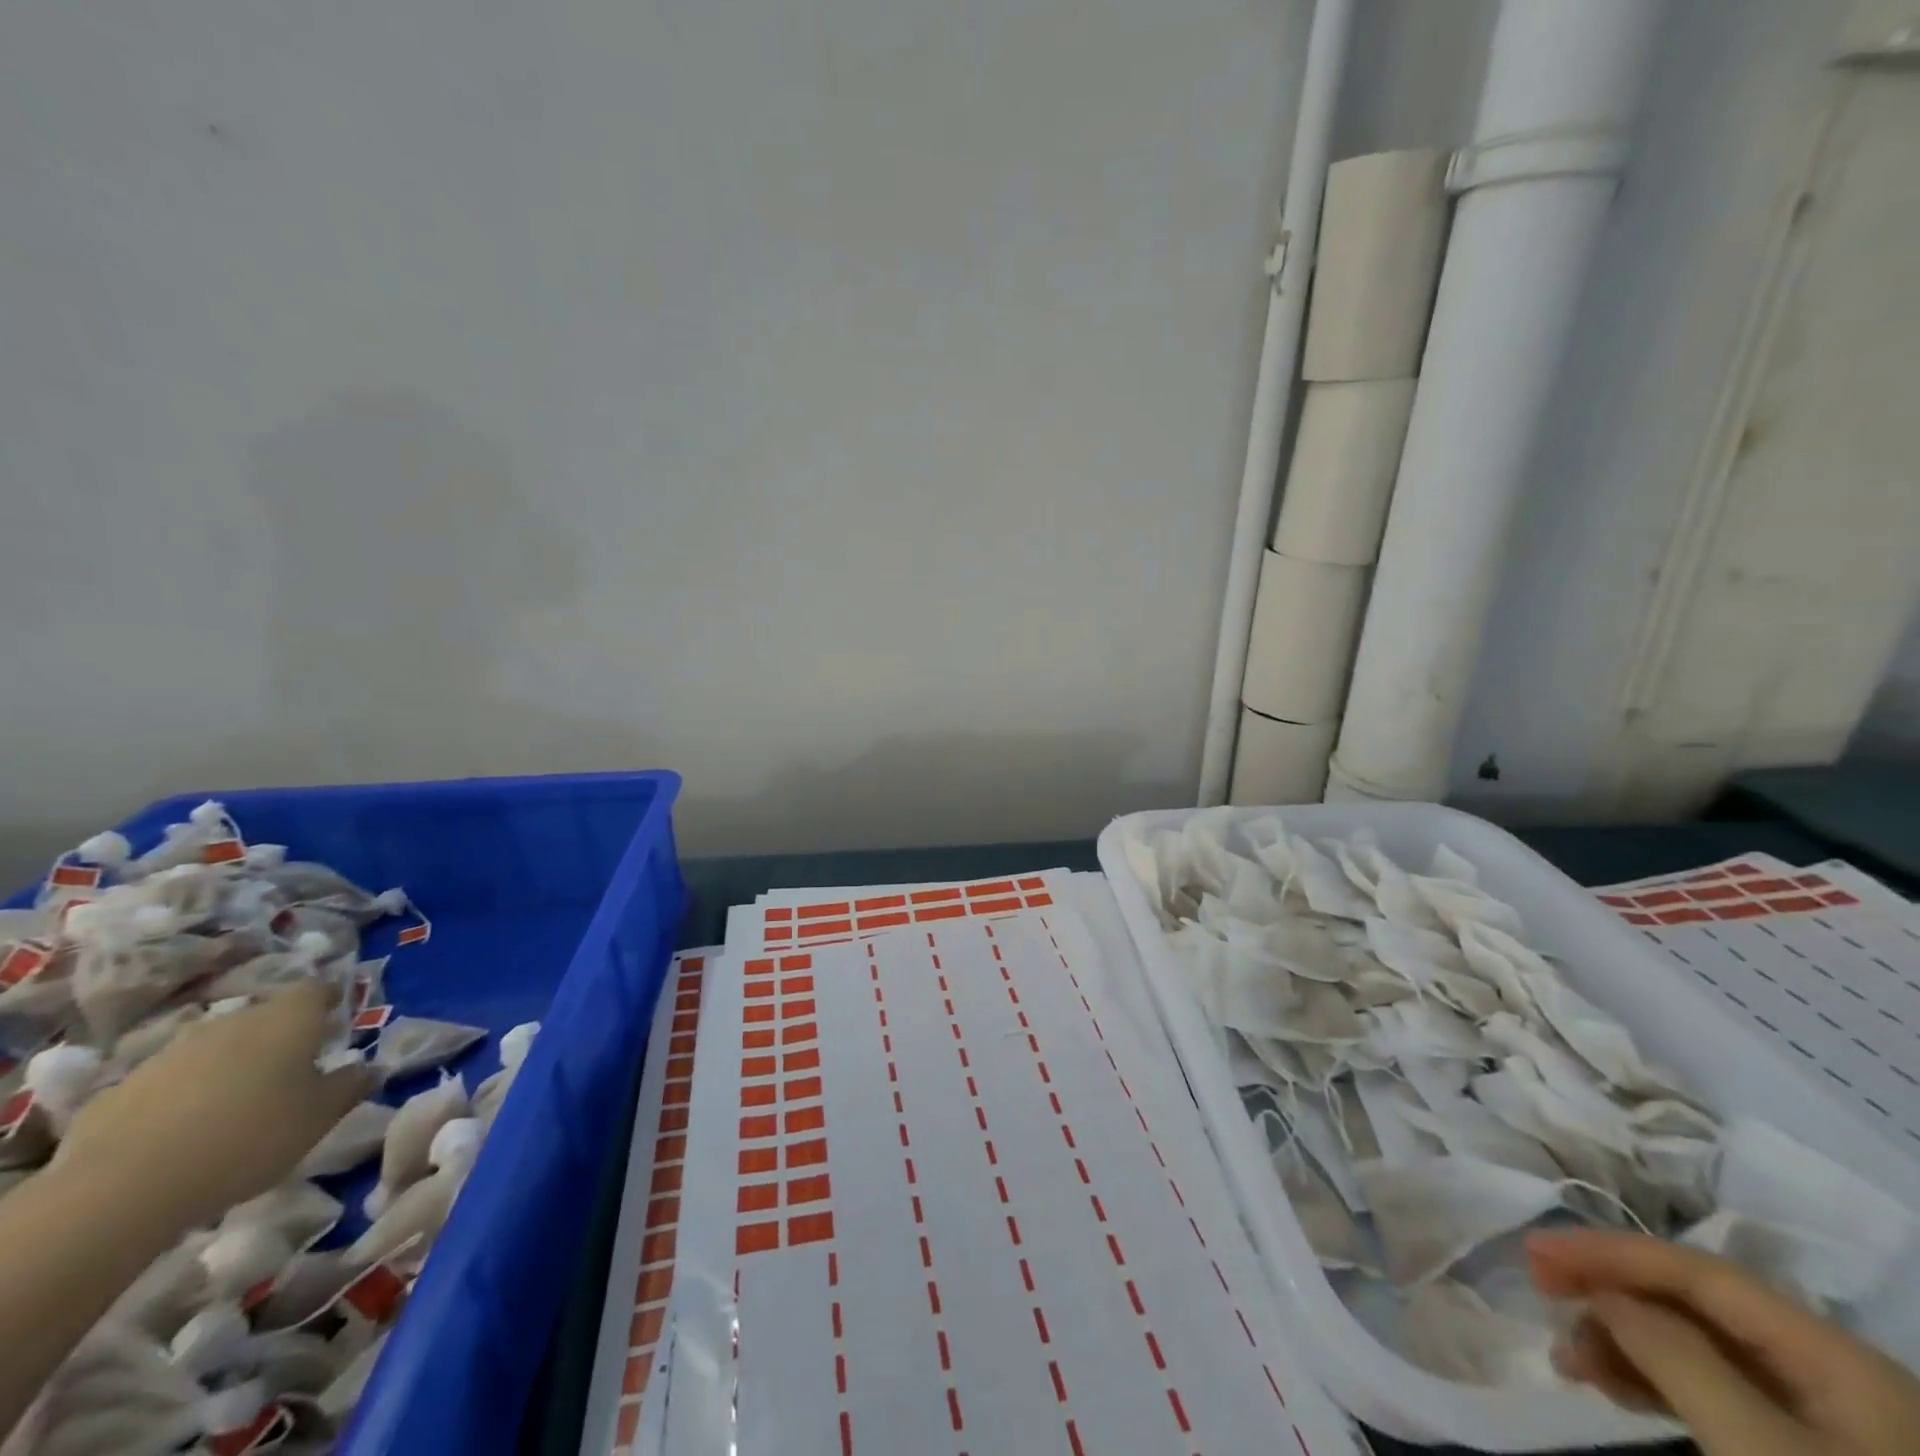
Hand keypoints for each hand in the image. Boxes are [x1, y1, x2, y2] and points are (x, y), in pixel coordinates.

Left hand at [56, 981, 376, 1228]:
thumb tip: (371, 1067)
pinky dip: (182, 1095)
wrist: (123, 1188)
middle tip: (290, 1068)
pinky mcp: (121, 1088)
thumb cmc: (249, 1137)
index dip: (329, 1000)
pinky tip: (181, 1132)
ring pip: (214, 1047)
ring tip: (235, 1104)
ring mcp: (171, 1052)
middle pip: (263, 1016)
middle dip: (278, 1035)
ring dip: (229, 1065)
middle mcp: (233, 1021)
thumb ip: (351, 1085)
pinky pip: (168, 1081)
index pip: (316, 990)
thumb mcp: (320, 1116)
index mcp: (288, 1019)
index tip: (335, 1018)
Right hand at [1528, 1229, 1919, 1455]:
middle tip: (1540, 1292)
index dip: (1608, 1250)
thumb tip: (1603, 1294)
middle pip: (1695, 1305)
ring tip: (1568, 1359)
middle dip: (1611, 1295)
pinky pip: (1714, 1392)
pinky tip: (1611, 1384)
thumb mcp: (1757, 1447)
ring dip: (1623, 1342)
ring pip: (1698, 1348)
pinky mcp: (1805, 1454)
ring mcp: (1827, 1422)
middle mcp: (1832, 1372)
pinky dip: (1653, 1381)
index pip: (1696, 1269)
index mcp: (1834, 1354)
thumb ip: (1674, 1355)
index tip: (1533, 1251)